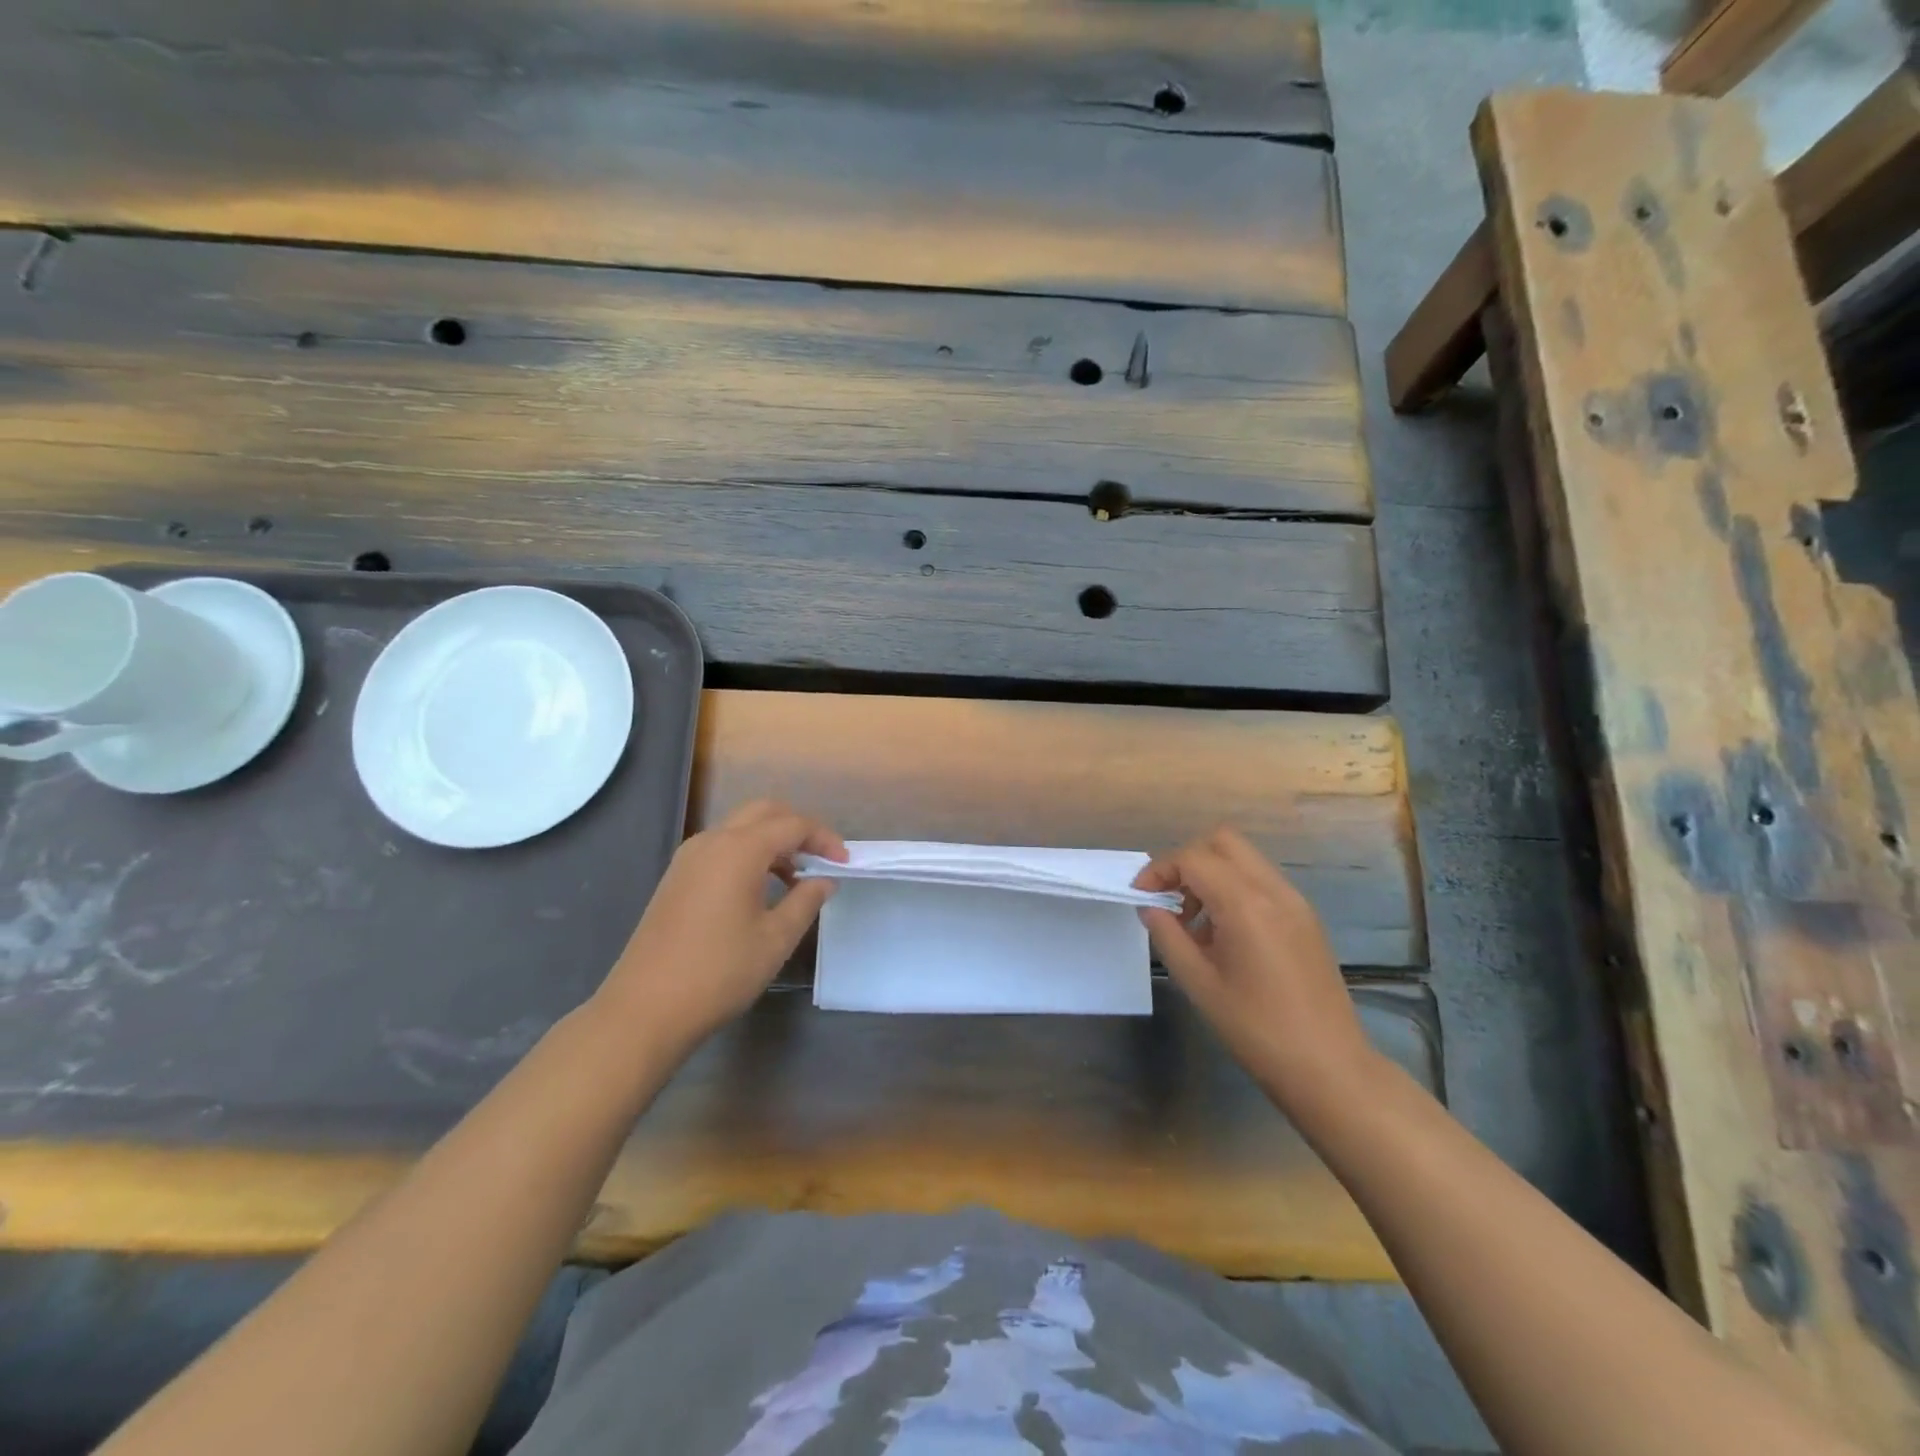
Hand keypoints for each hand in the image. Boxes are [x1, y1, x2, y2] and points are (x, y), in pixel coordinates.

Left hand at [597, 800, 846, 1053]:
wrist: (644, 1008)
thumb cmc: (719, 973)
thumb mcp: (775, 939)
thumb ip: (805, 901)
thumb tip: (824, 880)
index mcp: (739, 850)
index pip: (793, 825)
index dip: (824, 839)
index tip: (844, 863)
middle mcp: (712, 842)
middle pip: (764, 812)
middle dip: (797, 828)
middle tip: (821, 859)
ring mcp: (689, 858)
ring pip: (740, 828)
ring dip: (772, 840)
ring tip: (795, 877)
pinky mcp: (676, 877)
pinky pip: (721, 847)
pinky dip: (748, 854)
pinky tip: (759, 889)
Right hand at [1136, 826, 1376, 1105]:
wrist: (1329, 1067)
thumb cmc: (1256, 1029)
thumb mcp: (1199, 983)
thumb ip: (1168, 936)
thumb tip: (1150, 907)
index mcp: (1246, 904)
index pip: (1193, 858)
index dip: (1159, 870)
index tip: (1141, 897)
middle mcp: (1274, 891)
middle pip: (1223, 842)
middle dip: (1188, 860)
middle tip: (1169, 899)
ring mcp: (1295, 902)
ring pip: (1244, 859)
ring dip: (1211, 875)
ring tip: (1194, 924)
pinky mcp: (1305, 919)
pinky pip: (1262, 882)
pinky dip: (1234, 890)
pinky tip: (1224, 935)